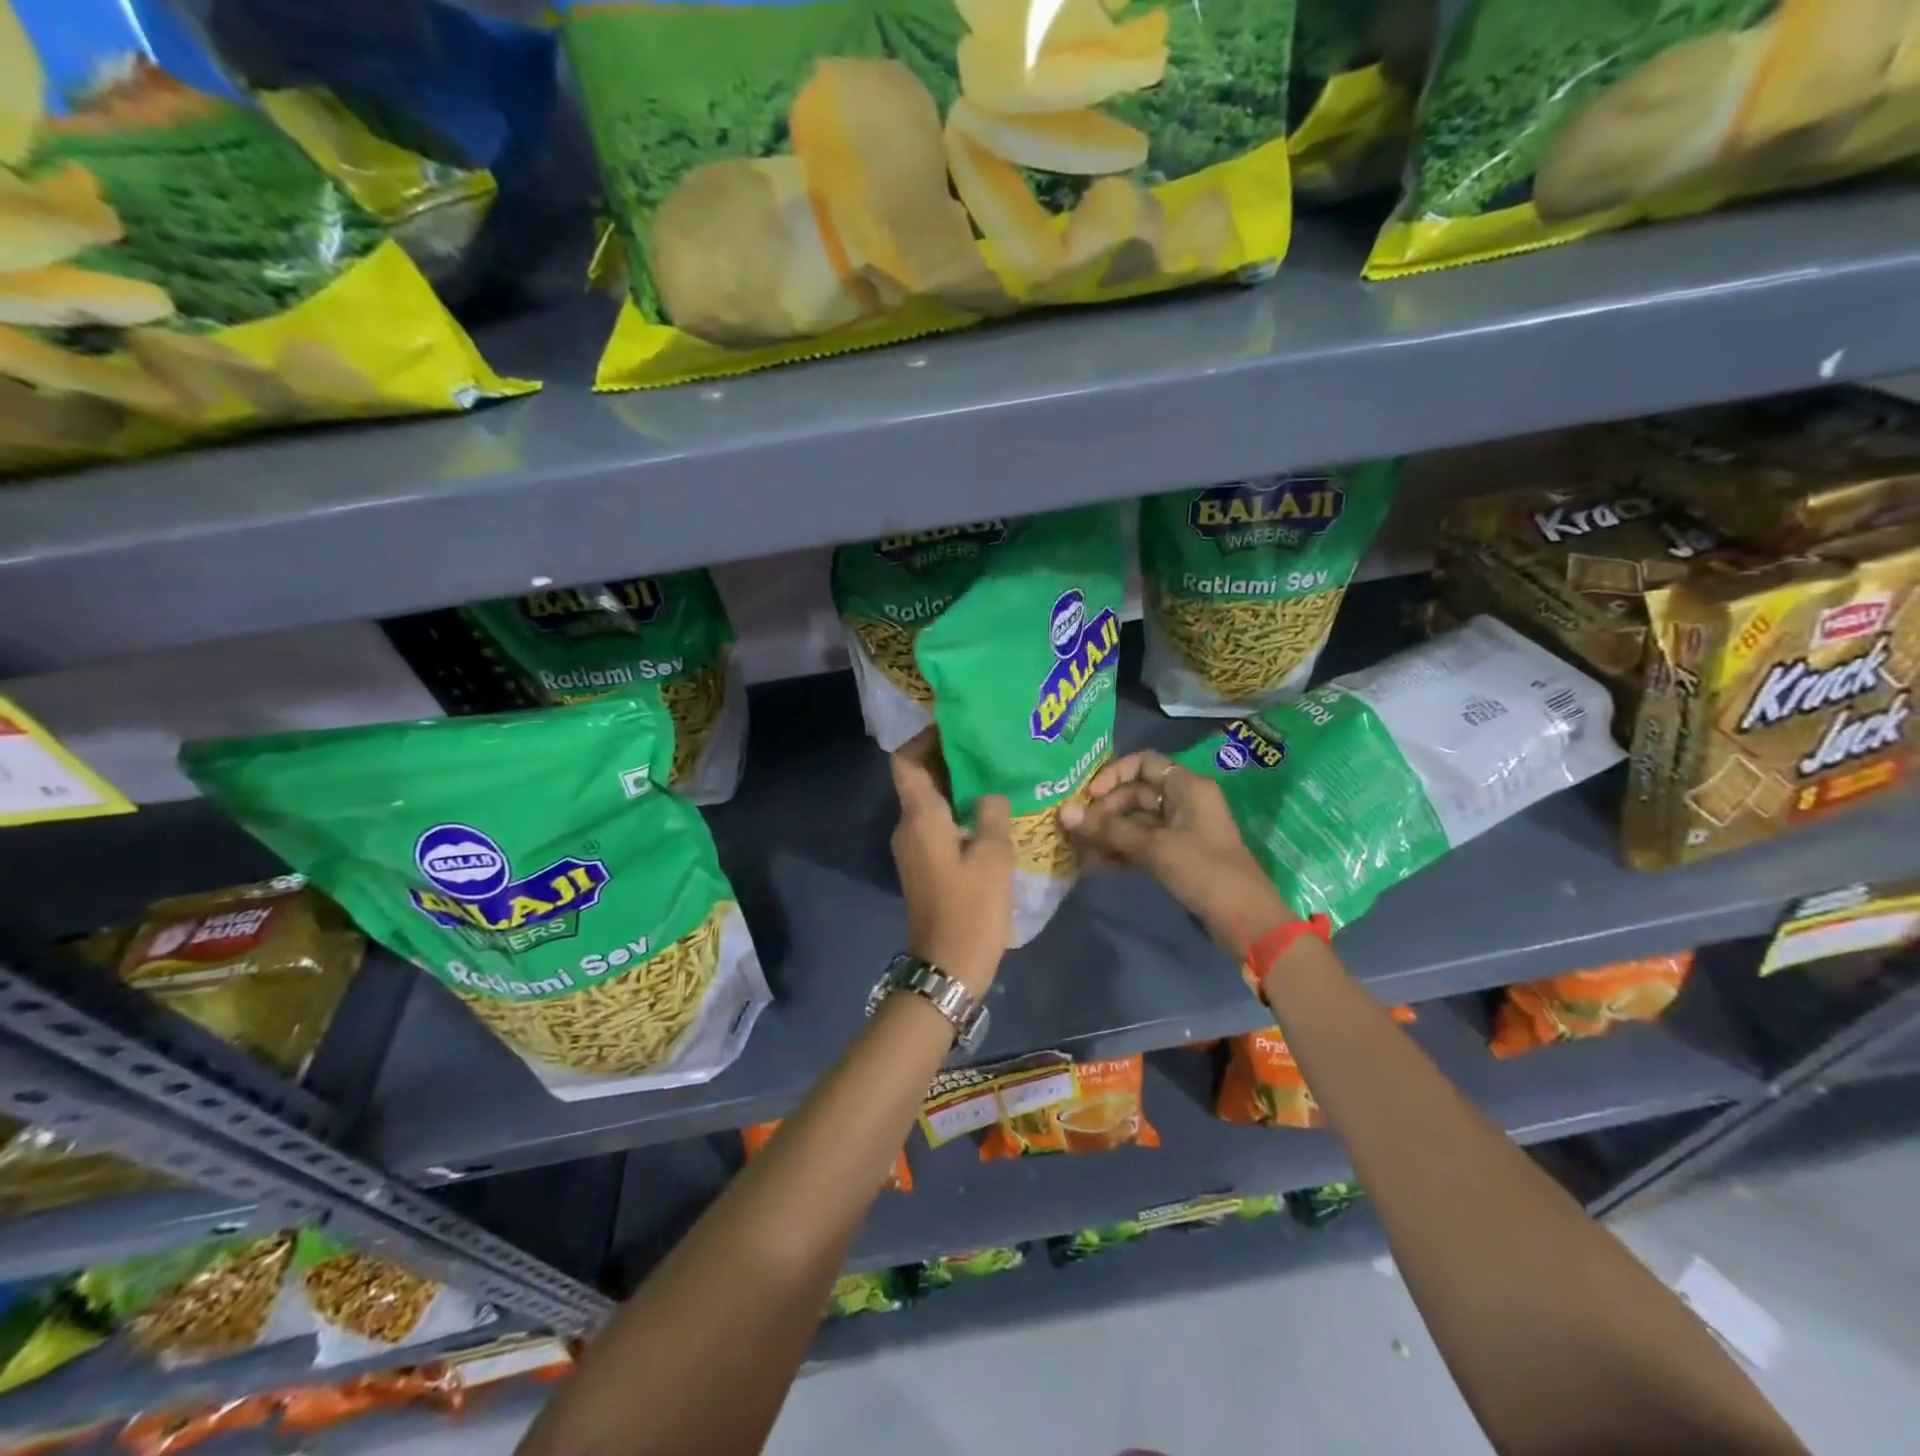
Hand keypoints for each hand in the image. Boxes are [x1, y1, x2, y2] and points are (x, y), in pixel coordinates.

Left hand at [889, 730, 1013, 996]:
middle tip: (989, 745)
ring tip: (996, 774)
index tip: (956, 725)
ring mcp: (914, 849)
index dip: (925, 738)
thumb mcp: (992, 857)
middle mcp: (908, 827)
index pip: (906, 761)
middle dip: (950, 759)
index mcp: (920, 817)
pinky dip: (959, 812)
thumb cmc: (970, 909)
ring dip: (958, 786)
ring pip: (931, 803)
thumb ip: (991, 814)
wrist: (947, 968)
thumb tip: (989, 792)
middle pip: (920, 778)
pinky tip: (991, 813)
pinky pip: (938, 825)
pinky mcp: (925, 866)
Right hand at [1059, 749, 1290, 957]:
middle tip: (1077, 828)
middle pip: (1135, 793)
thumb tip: (1064, 812)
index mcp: (1186, 786)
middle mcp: (1183, 801)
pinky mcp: (1177, 855)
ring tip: (1077, 849)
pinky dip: (1121, 851)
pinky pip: (1142, 844)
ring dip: (1108, 833)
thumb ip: (1109, 829)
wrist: (1246, 920)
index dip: (1113, 774)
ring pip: (1136, 821)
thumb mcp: (1154, 847)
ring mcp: (1180, 829)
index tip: (1089, 796)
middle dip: (1104, 809)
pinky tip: (1093, 865)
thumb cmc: (1204, 871)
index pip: (1143, 762)